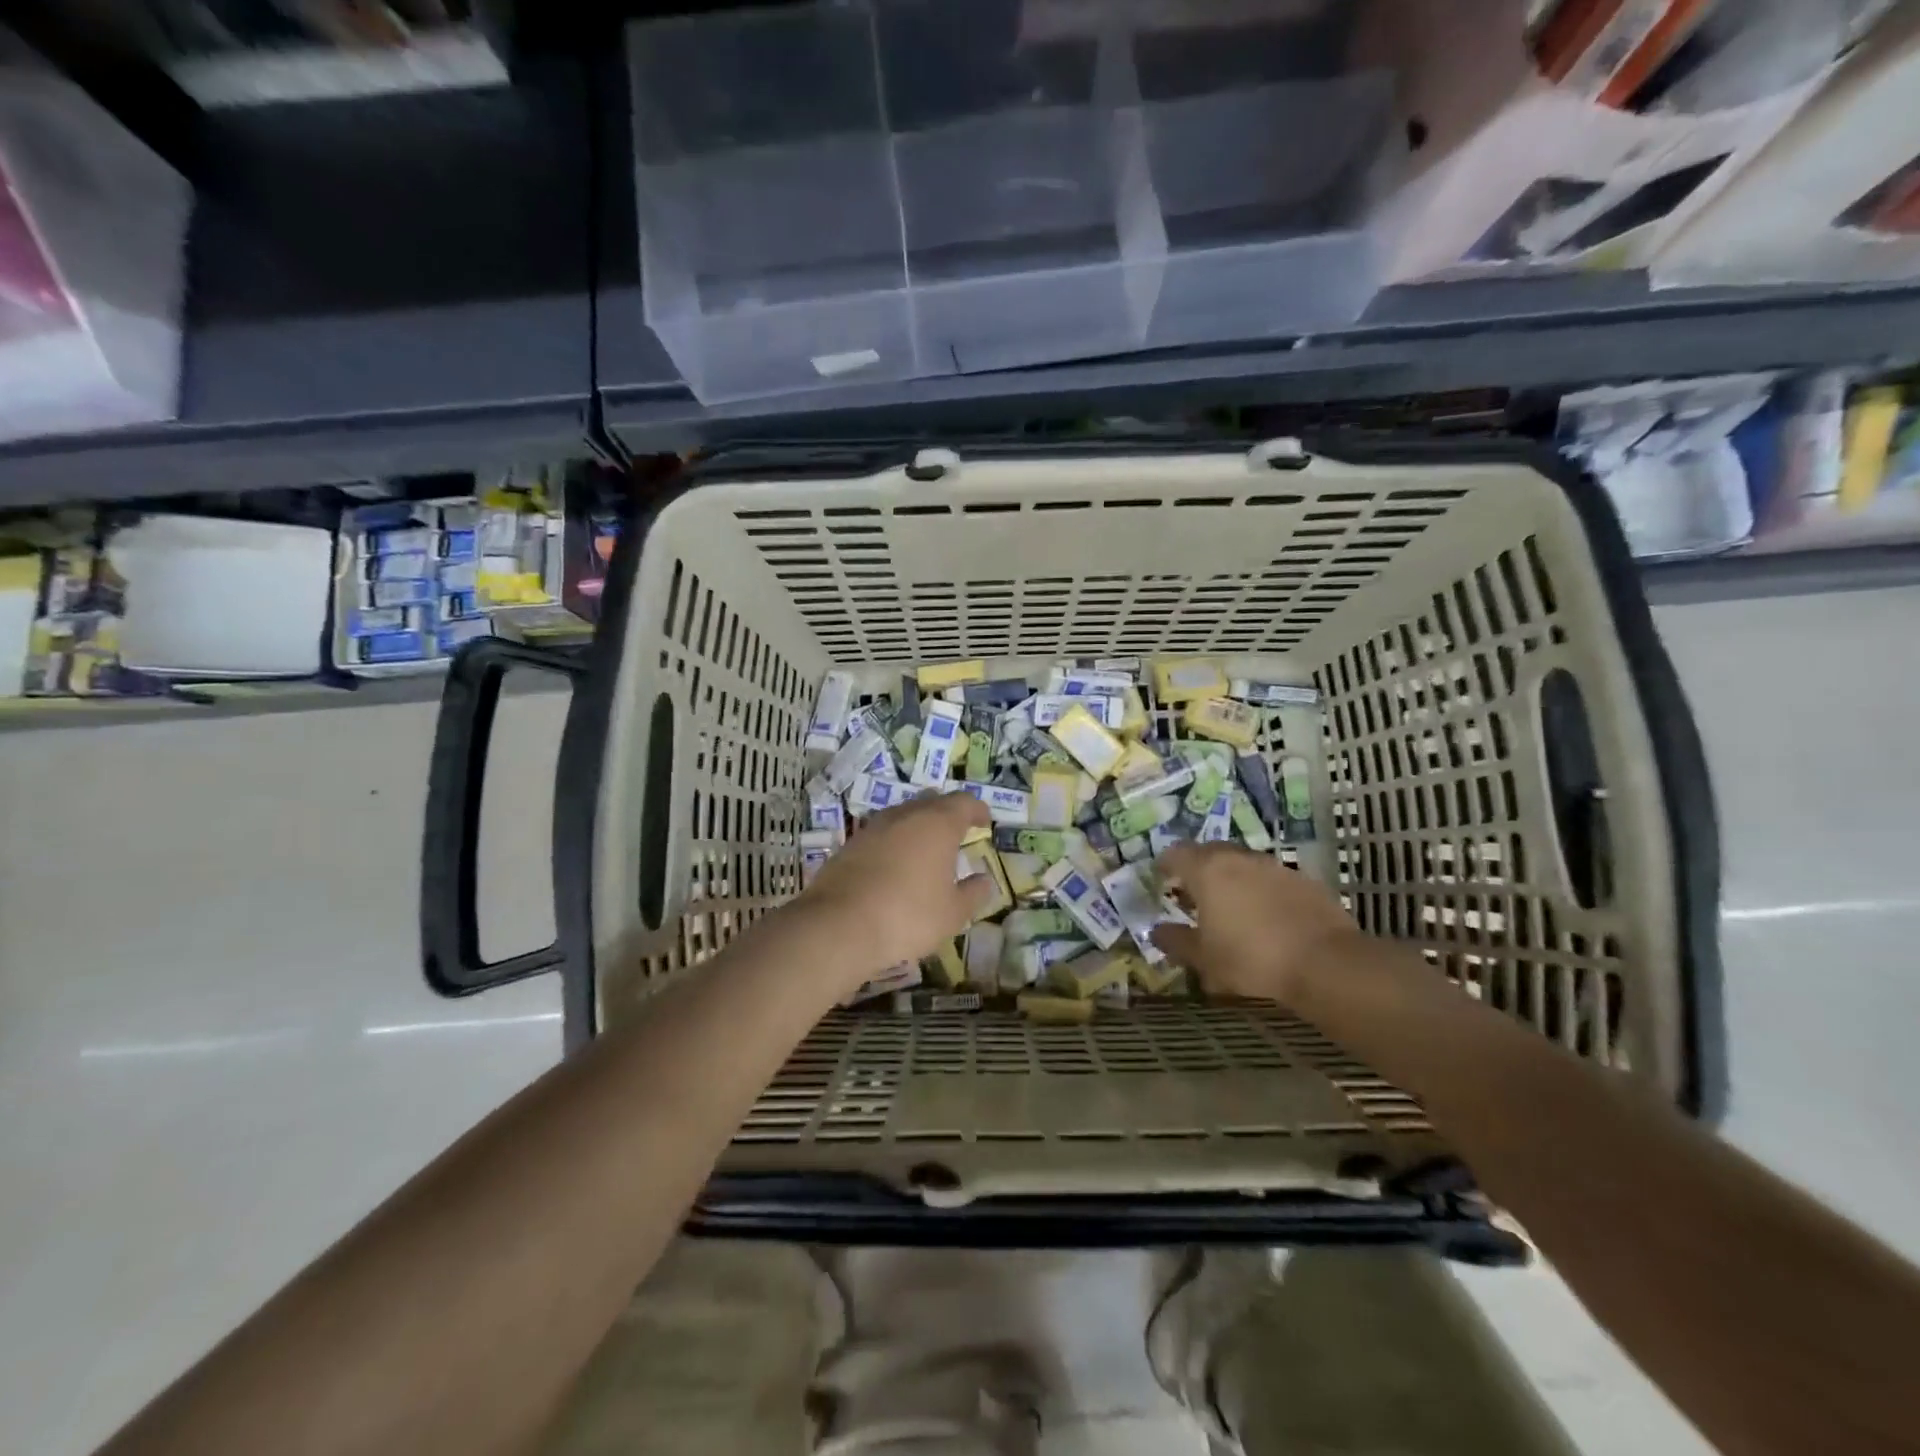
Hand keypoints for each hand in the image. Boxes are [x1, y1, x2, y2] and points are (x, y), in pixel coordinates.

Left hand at [797, 791, 995, 982]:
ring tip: (926, 849)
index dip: (977, 810)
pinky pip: (882, 834)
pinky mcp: (850, 844)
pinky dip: (894, 842)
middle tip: (957, 832)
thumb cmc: (908, 916)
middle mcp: (905, 815)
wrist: (839, 925)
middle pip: (932, 802)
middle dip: (947, 814)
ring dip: (918, 826)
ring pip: (903, 815)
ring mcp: (874, 827)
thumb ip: (973, 894)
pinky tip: (895, 865)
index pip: (964, 802)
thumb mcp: (952, 913)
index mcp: (937, 824)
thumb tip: (984, 880)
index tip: (985, 822)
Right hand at [1151, 843, 1359, 1001]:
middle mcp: (1239, 858)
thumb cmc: (1251, 959)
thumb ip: (1176, 941)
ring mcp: (1274, 866)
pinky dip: (1261, 889)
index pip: (1176, 853)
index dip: (1165, 864)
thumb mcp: (1204, 959)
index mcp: (1207, 871)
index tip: (1161, 877)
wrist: (1325, 963)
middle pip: (1210, 852)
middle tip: (1193, 892)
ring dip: (1232, 877)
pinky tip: (1266, 916)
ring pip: (1243, 863)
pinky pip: (1271, 878)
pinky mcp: (1304, 880)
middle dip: (1198, 868)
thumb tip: (1157, 931)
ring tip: (1231, 905)